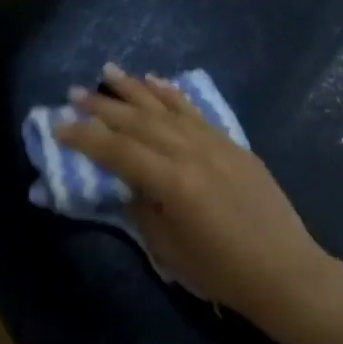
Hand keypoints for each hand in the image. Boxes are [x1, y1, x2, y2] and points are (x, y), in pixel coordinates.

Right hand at [56, 67, 338, 321]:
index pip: (118, 151)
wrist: (284, 271)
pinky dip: (172, 95)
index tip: (58, 126)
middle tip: (74, 94)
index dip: (85, 138)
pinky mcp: (231, 144)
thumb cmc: (221, 271)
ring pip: (166, 108)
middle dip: (103, 107)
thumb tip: (128, 183)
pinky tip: (156, 81)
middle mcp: (191, 151)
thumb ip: (142, 208)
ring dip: (134, 89)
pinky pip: (195, 112)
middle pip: (138, 122)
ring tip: (108, 73)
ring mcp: (214, 143)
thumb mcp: (168, 249)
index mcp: (172, 180)